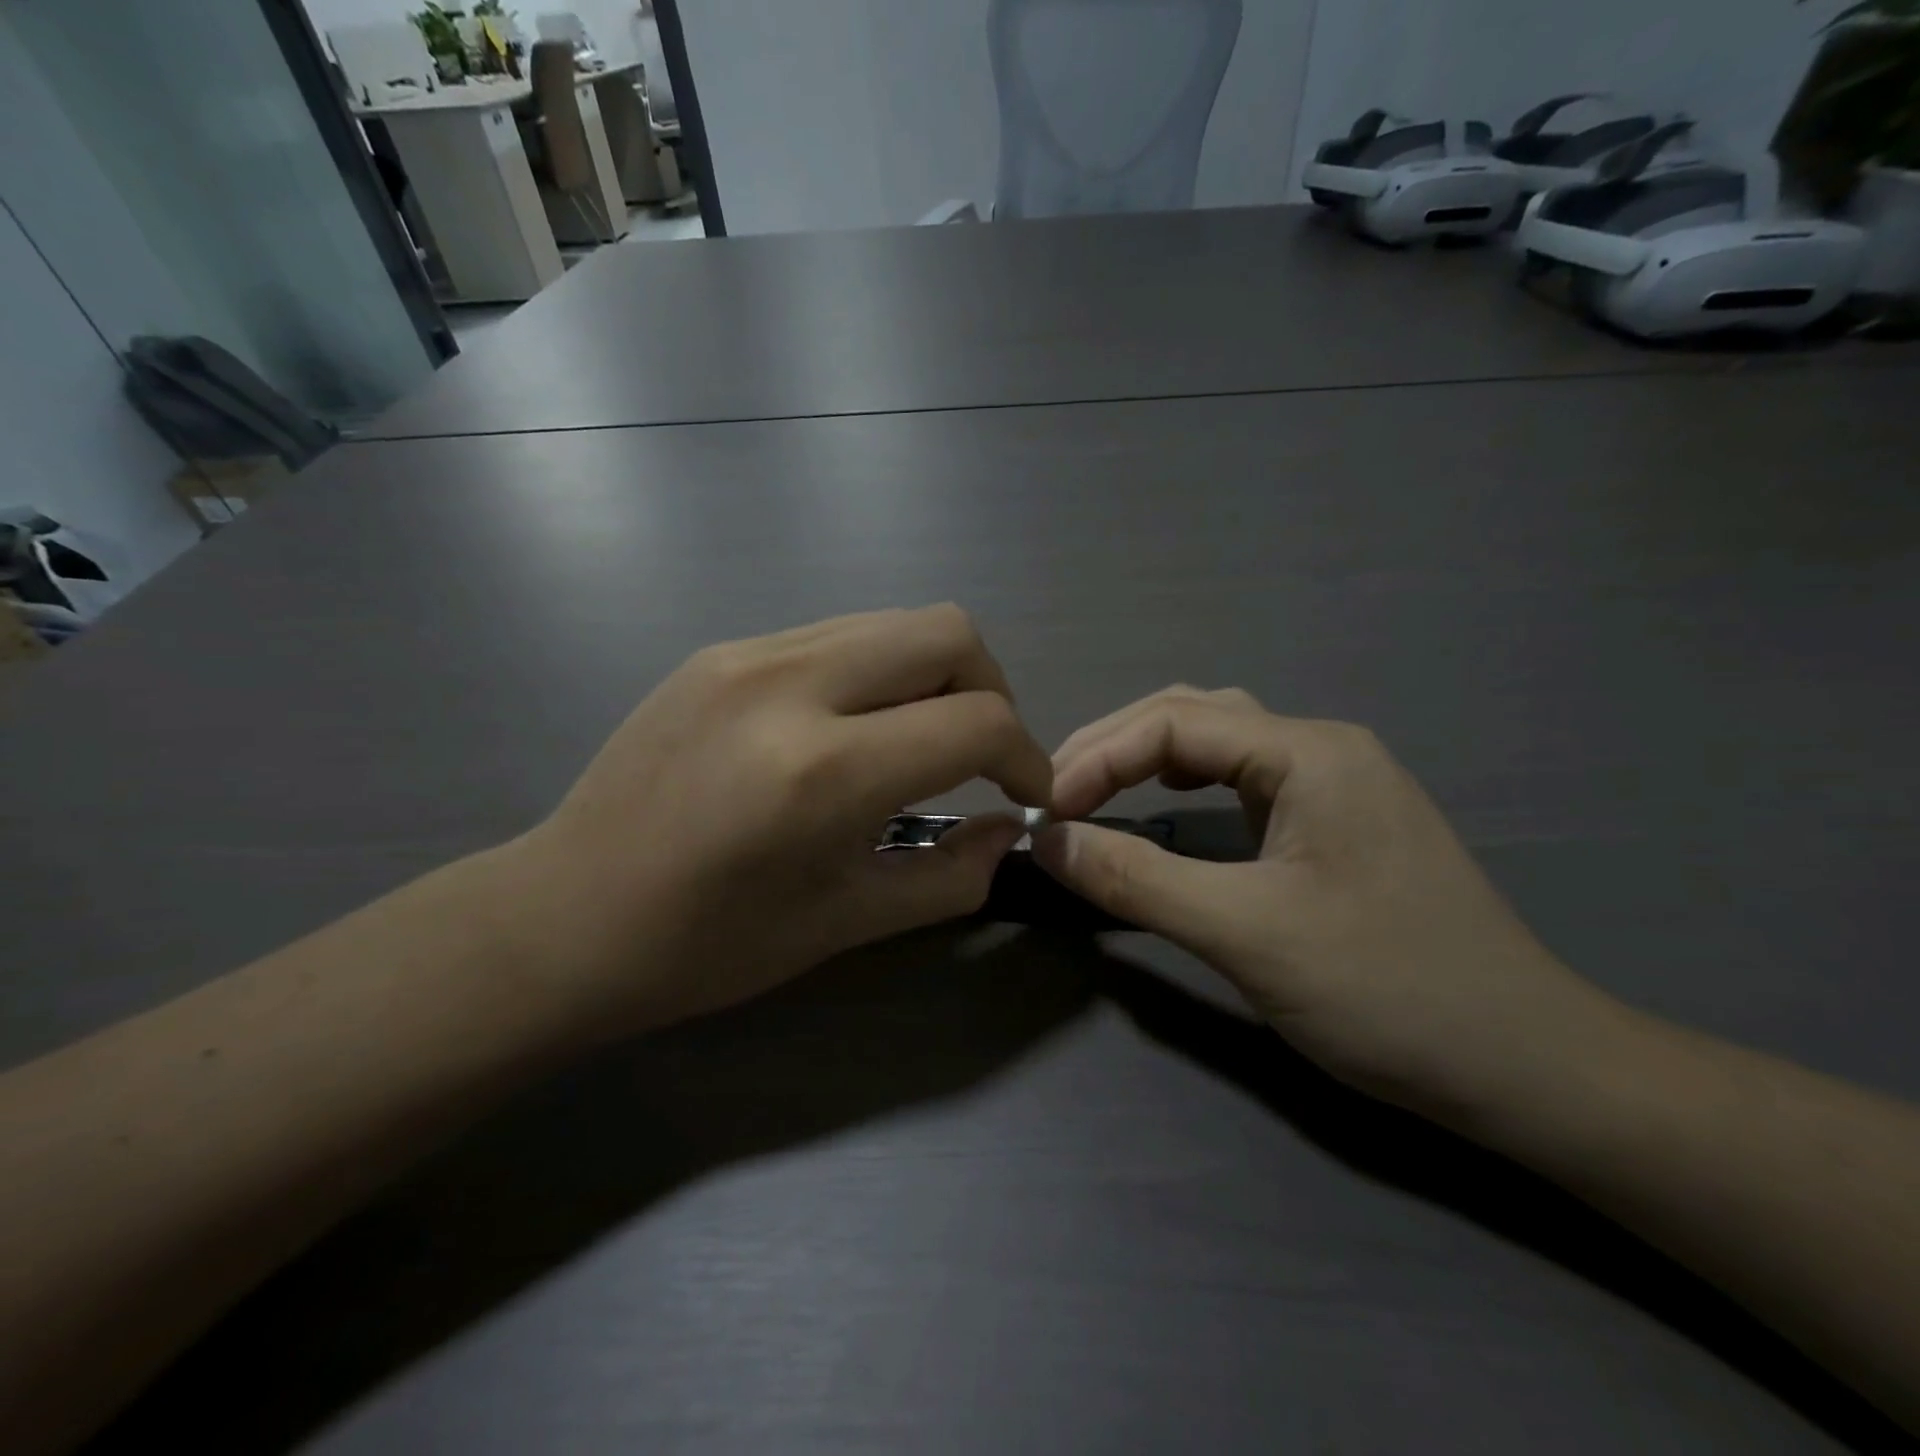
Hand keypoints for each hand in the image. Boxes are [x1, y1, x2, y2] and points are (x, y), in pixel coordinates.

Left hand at [504, 606, 1051, 1034]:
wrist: (566, 915)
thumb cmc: (707, 945)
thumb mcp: (845, 924)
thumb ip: (950, 876)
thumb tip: (1010, 831)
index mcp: (823, 771)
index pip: (977, 721)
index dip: (1025, 756)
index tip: (1023, 795)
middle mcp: (791, 685)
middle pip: (948, 633)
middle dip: (990, 692)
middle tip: (978, 756)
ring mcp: (749, 654)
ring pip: (893, 622)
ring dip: (932, 676)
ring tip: (917, 742)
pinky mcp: (721, 650)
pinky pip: (837, 635)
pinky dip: (876, 672)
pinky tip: (851, 730)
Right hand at [1032, 688, 1623, 1118]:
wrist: (1526, 1066)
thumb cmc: (1388, 991)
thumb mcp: (1246, 934)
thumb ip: (1136, 879)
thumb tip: (1047, 842)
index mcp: (1309, 752)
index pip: (1173, 722)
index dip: (1097, 758)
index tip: (1045, 811)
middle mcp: (1322, 748)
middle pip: (1193, 715)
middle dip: (1114, 747)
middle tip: (1055, 795)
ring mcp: (1334, 783)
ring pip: (1218, 742)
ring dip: (1146, 758)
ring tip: (1093, 790)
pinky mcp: (1334, 822)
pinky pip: (1242, 779)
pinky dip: (1185, 782)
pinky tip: (1167, 803)